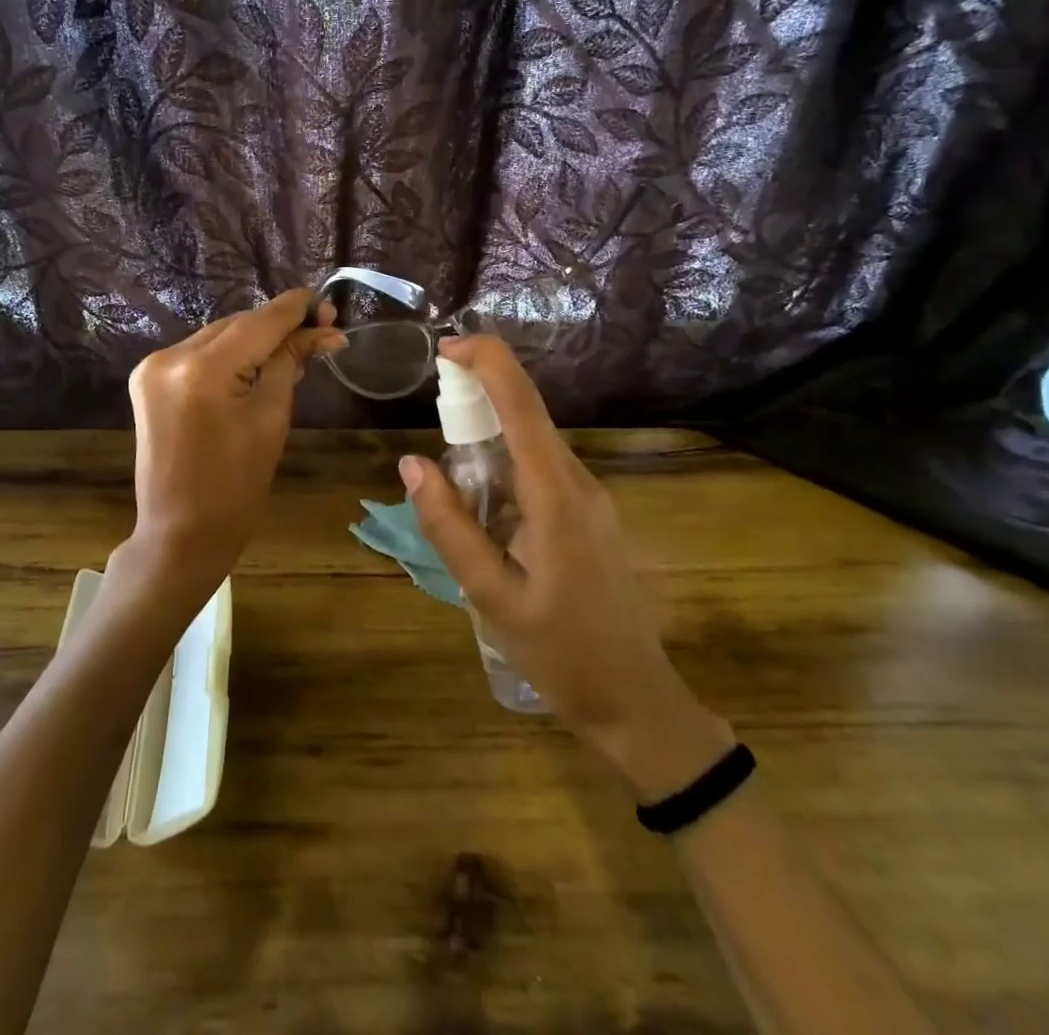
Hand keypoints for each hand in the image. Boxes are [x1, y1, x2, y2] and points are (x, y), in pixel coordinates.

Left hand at [120, 289, 345, 610]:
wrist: (181, 534)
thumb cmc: (236, 487)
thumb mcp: (271, 419)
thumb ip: (290, 364)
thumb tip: (324, 331)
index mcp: (201, 370)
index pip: (258, 323)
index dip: (295, 309)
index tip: (327, 302)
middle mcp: (169, 357)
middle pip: (237, 326)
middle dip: (278, 326)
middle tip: (323, 330)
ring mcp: (152, 367)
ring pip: (218, 337)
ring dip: (255, 339)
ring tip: (296, 348)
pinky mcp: (148, 380)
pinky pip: (199, 354)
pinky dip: (230, 355)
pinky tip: (257, 363)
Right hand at [400, 336, 732, 798]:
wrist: (636, 701)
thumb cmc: (561, 653)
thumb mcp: (490, 596)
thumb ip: (449, 527)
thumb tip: (412, 464)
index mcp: (556, 495)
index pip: (522, 405)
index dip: (487, 362)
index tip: (445, 348)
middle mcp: (579, 483)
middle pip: (528, 413)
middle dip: (479, 392)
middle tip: (433, 408)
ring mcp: (590, 498)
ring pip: (534, 442)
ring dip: (489, 432)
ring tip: (449, 466)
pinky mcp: (589, 515)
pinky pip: (542, 470)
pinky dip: (505, 464)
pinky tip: (482, 502)